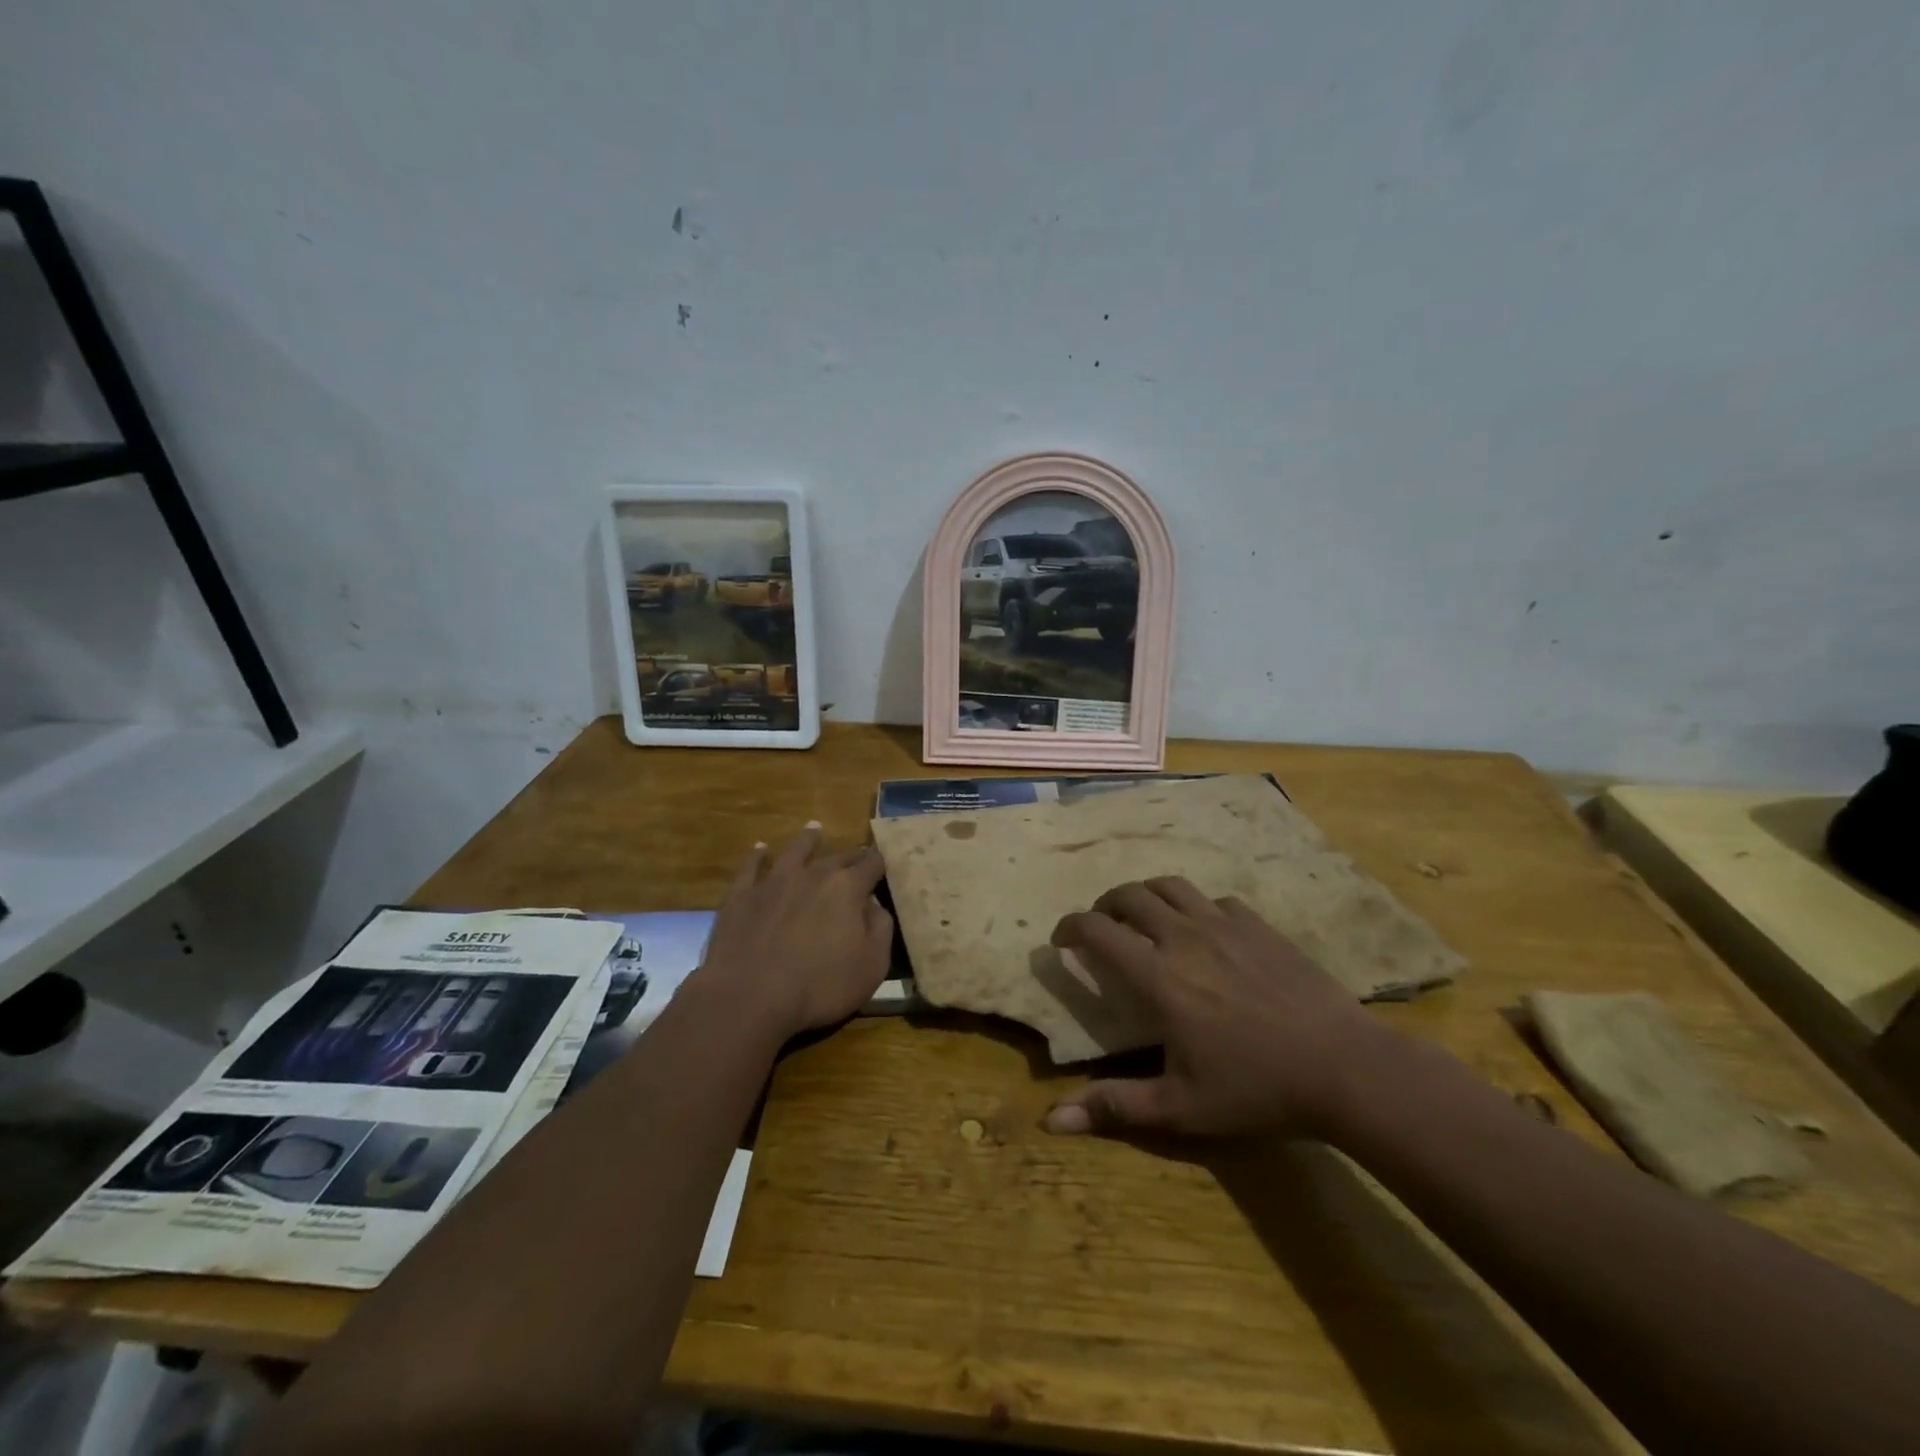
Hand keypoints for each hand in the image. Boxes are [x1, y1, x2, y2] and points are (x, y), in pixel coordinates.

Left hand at [696, 824, 893, 1038]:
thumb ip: (880, 928)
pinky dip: (758, 856)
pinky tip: (760, 849)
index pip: (872, 864)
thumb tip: (874, 905)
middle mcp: (813, 874)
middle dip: (851, 855)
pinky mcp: (742, 895)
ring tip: (814, 828)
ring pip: (795, 850)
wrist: (749, 997)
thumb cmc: (819, 986)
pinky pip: (751, 867)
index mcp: (848, 888)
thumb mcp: (872, 965)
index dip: (880, 863)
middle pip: (838, 856)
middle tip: (858, 855)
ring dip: (808, 839)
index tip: (884, 863)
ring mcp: (774, 881)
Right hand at [1044, 877, 1392, 1139]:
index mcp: (1157, 975)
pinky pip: (1215, 900)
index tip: (1061, 940)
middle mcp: (1183, 936)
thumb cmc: (1256, 1089)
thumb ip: (1114, 1106)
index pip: (1096, 930)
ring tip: (1143, 917)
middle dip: (1104, 905)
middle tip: (1100, 926)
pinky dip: (1195, 907)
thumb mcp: (1180, 1107)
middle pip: (1130, 896)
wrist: (1344, 1066)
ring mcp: (1224, 925)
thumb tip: (1051, 1122)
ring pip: (1171, 886)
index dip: (1070, 927)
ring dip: (1146, 895)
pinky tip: (1204, 931)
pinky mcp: (1259, 925)